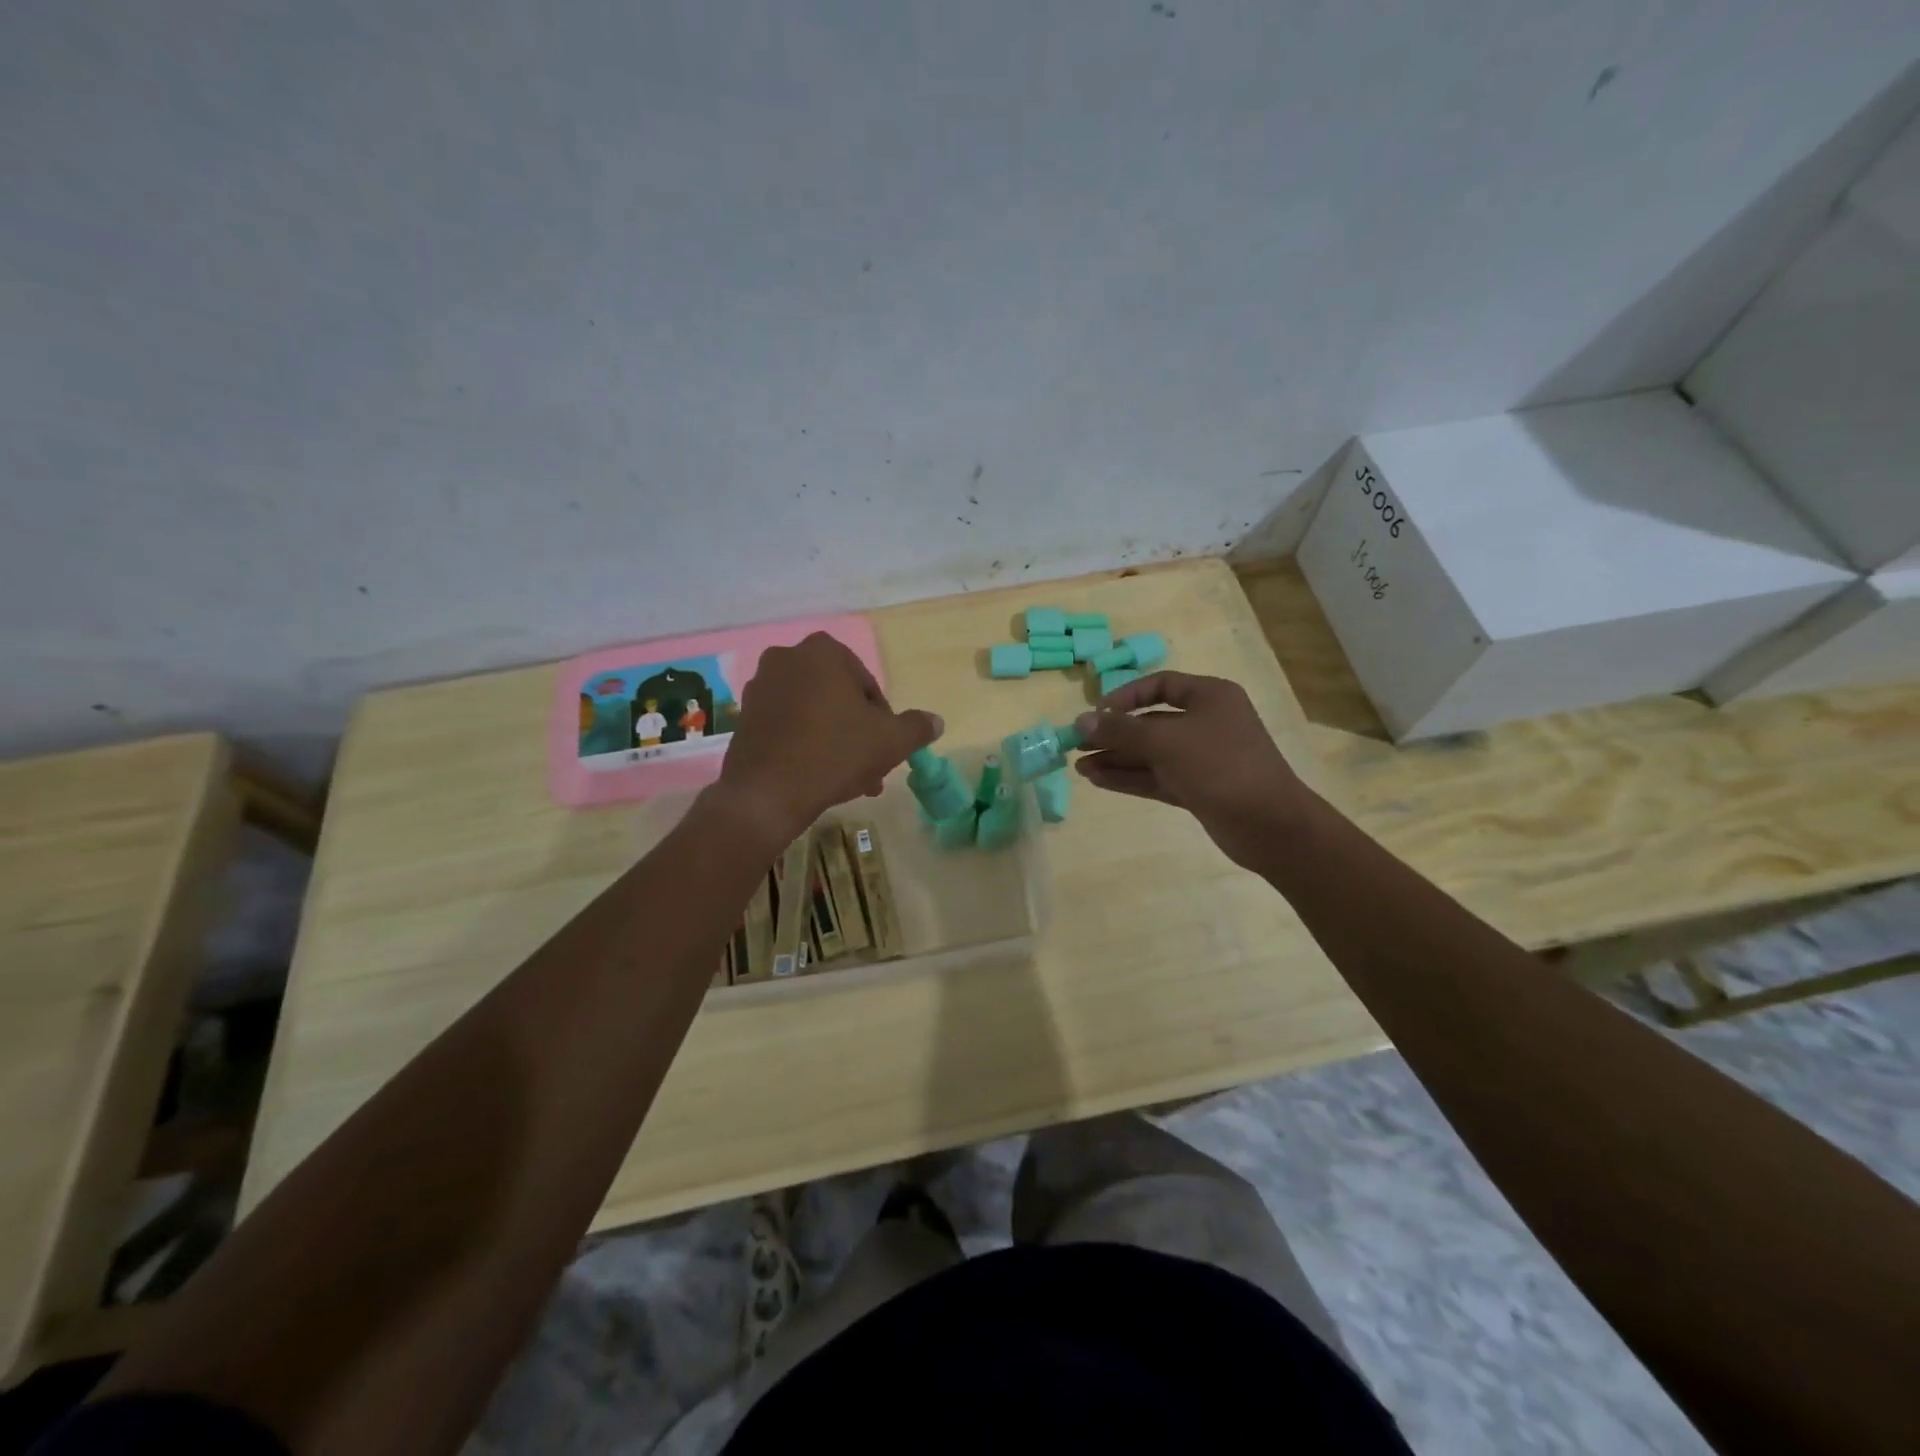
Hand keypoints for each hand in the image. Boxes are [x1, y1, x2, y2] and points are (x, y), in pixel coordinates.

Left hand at [713, 632, 941, 846]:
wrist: (766, 794)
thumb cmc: (835, 754)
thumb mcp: (890, 741)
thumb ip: (916, 727)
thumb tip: (936, 721)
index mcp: (822, 652)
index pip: (866, 682)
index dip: (882, 716)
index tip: (886, 745)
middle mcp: (786, 659)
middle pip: (837, 697)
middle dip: (856, 731)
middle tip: (870, 766)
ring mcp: (759, 688)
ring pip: (813, 714)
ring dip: (834, 741)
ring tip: (849, 779)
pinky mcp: (743, 717)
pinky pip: (787, 727)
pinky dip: (804, 745)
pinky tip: (818, 777)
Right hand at [1072, 671, 1309, 869]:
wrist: (1269, 824)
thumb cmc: (1219, 766)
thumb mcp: (1166, 741)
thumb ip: (1121, 730)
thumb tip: (1082, 720)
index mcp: (1210, 696)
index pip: (1160, 685)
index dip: (1125, 696)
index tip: (1097, 713)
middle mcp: (1206, 722)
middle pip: (1151, 722)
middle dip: (1115, 733)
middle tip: (1077, 743)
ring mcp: (1202, 758)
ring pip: (1151, 753)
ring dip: (1116, 758)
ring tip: (1079, 766)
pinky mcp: (1197, 788)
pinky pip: (1156, 776)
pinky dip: (1128, 777)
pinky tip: (1098, 779)